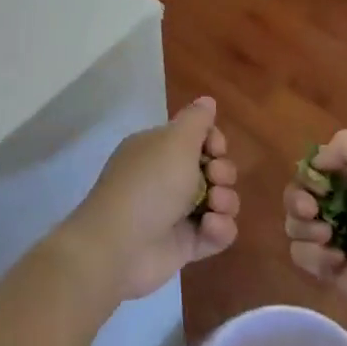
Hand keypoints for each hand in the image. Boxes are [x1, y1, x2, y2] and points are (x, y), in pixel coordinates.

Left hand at [71, 96, 237, 301]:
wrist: (120, 245)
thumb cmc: (149, 184)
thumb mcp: (174, 141)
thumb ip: (196, 120)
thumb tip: (207, 100)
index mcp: (158, 150)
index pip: (198, 138)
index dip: (214, 142)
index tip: (215, 148)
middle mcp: (166, 178)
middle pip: (214, 170)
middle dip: (223, 172)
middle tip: (213, 178)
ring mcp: (176, 214)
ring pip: (220, 201)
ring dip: (226, 201)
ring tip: (214, 206)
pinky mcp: (185, 245)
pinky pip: (216, 233)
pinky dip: (219, 230)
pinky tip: (209, 228)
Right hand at [283, 130, 346, 311]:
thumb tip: (317, 164)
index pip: (313, 171)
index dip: (308, 176)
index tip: (317, 185)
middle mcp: (340, 206)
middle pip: (295, 196)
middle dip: (297, 202)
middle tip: (311, 211)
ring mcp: (331, 238)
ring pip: (294, 225)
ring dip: (306, 230)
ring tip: (330, 239)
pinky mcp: (325, 266)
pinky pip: (300, 254)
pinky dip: (314, 257)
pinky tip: (337, 260)